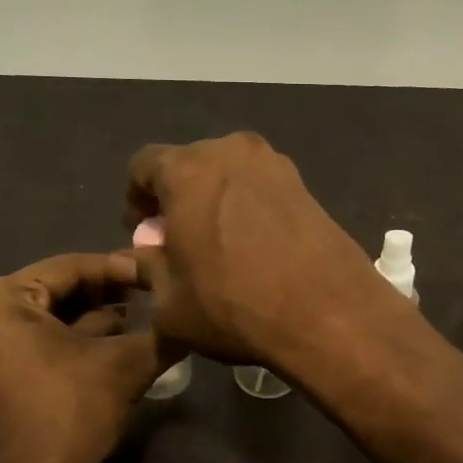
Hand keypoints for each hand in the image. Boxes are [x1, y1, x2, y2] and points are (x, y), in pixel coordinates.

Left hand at [0, 252, 164, 462]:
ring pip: (47, 314)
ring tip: (140, 318)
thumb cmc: (70, 415)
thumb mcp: (125, 364)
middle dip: (106, 294)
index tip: (156, 274)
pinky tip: (113, 341)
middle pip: (56, 289)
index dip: (120, 269)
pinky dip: (69, 337)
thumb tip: (189, 310)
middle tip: (151, 295)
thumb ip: (161, 330)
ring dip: (92, 316)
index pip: (69, 267)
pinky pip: (32, 336)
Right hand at [124, 133, 402, 374]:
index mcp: (187, 170)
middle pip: (189, 165)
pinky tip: (254, 246)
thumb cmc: (233, 304)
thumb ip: (147, 269)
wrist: (327, 312)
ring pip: (228, 173)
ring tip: (219, 244)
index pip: (143, 165)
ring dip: (214, 200)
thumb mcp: (170, 302)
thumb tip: (141, 257)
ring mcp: (274, 164)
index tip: (144, 232)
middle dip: (177, 197)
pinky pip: (260, 187)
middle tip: (179, 239)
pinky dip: (248, 206)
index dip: (136, 198)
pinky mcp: (305, 185)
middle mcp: (230, 151)